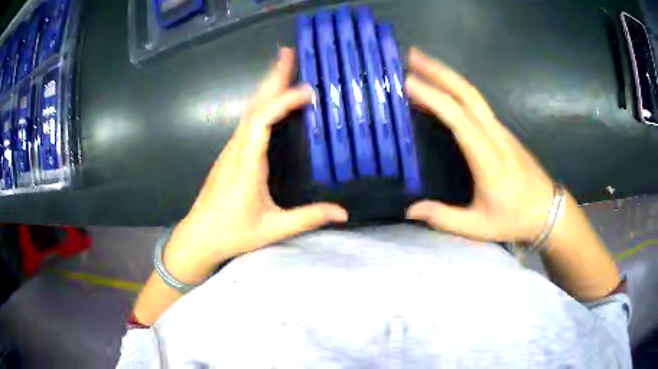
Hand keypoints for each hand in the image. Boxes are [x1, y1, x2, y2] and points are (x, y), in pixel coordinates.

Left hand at [163, 48, 347, 282]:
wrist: (198, 237)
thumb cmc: (233, 233)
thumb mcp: (273, 228)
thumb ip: (308, 218)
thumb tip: (343, 212)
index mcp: (247, 162)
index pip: (264, 120)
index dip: (284, 101)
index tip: (307, 90)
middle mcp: (237, 149)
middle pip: (255, 105)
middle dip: (272, 77)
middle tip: (288, 53)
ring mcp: (231, 150)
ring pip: (250, 110)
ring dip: (267, 87)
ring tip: (284, 68)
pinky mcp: (230, 155)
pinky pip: (248, 121)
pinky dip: (263, 104)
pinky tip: (271, 101)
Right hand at [405, 48, 554, 242]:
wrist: (547, 211)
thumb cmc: (514, 219)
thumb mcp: (478, 228)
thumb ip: (444, 218)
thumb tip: (410, 209)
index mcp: (487, 157)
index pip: (457, 118)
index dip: (432, 97)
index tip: (406, 82)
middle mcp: (494, 135)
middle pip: (466, 93)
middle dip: (439, 71)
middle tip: (411, 56)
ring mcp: (501, 130)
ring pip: (472, 93)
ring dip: (447, 75)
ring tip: (421, 63)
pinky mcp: (503, 131)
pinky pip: (477, 103)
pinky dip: (456, 89)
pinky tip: (443, 89)